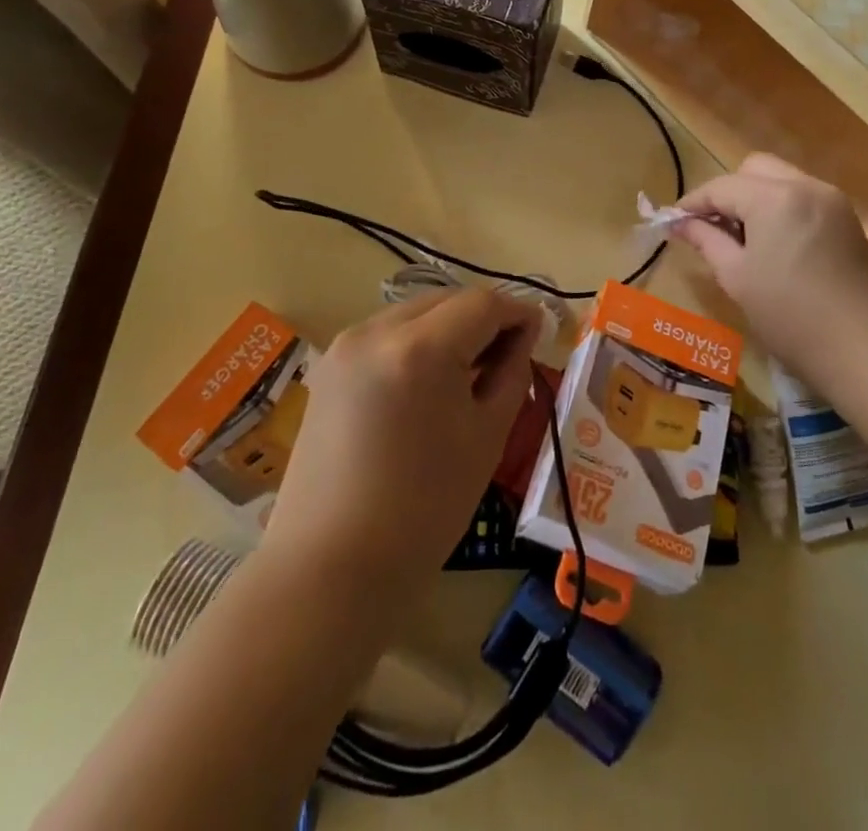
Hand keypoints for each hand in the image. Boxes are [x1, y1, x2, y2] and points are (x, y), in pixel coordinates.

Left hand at [262, 288, 539, 604]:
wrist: (330, 568)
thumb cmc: (423, 509)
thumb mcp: (485, 438)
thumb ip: (510, 373)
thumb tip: (522, 335)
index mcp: (421, 348)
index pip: (483, 304)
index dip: (517, 312)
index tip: (539, 331)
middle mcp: (377, 330)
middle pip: (446, 300)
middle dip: (483, 318)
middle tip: (509, 353)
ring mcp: (345, 346)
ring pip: (415, 313)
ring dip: (449, 328)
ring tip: (469, 370)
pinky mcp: (329, 368)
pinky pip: (386, 335)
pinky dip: (416, 343)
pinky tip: (427, 382)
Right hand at [673, 154, 867, 387]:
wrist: (864, 349)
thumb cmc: (789, 316)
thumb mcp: (736, 277)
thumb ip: (706, 240)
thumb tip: (679, 223)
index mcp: (774, 198)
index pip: (721, 186)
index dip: (692, 202)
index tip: (671, 222)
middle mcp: (805, 186)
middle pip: (754, 169)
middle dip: (728, 192)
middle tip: (711, 227)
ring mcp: (831, 200)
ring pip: (781, 179)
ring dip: (755, 198)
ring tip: (741, 237)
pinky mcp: (847, 219)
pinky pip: (803, 197)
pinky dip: (781, 208)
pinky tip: (773, 243)